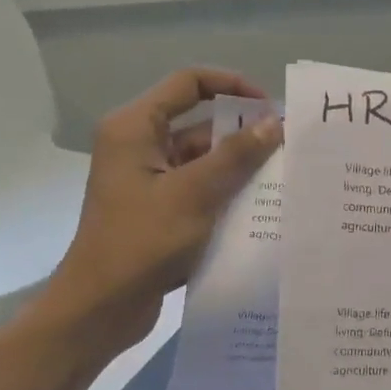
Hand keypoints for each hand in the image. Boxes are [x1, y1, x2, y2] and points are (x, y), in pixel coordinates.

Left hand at [42, 67, 281, 345]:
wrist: (102, 305)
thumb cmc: (142, 241)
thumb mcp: (194, 194)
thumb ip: (235, 156)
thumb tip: (273, 123)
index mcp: (135, 128)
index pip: (189, 84)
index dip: (232, 87)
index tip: (270, 108)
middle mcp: (140, 147)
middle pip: (199, 124)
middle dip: (242, 135)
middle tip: (288, 149)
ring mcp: (149, 181)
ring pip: (203, 161)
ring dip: (239, 169)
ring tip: (284, 180)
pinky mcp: (159, 211)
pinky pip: (199, 191)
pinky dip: (226, 195)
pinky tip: (262, 209)